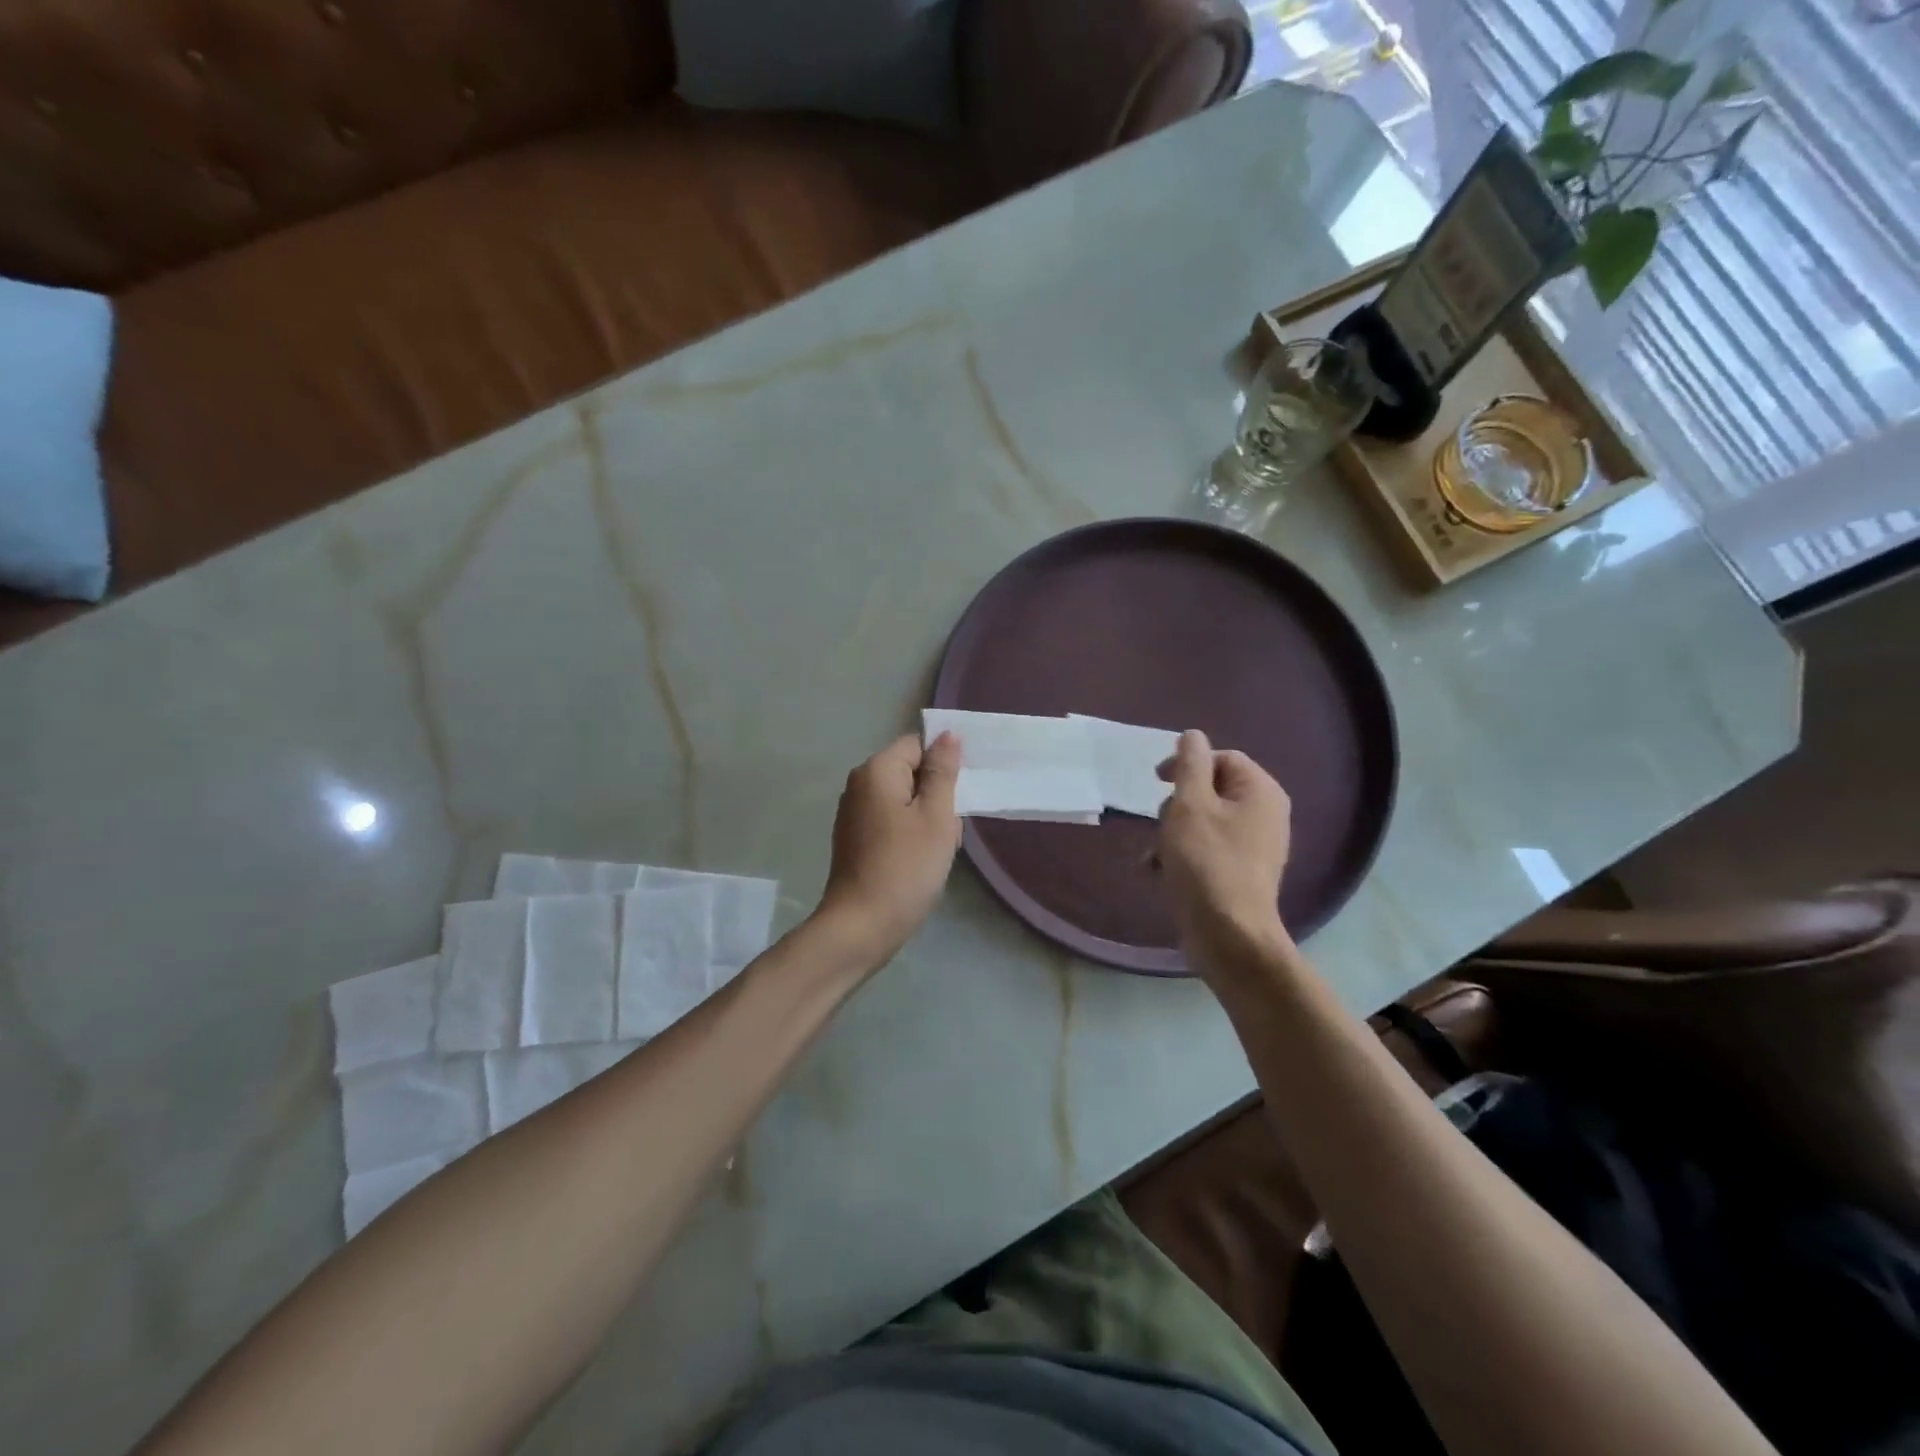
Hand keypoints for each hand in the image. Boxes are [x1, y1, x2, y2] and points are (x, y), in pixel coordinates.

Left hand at [815, 732, 962, 967]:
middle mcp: (859, 784)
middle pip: (910, 772)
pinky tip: (919, 862)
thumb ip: (943, 772)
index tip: (959, 795)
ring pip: (904, 800)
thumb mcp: (936, 816)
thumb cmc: (905, 867)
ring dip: (926, 819)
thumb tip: (947, 736)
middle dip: (936, 796)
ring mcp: (853, 813)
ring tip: (937, 850)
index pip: (917, 745)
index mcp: (876, 770)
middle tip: (949, 828)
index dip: (942, 765)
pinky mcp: (855, 839)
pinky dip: (909, 835)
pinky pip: (891, 822)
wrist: (862, 926)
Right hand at [1156, 730, 1292, 947]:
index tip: (1156, 781)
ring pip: (1204, 822)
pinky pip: (1207, 850)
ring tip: (1155, 854)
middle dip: (1177, 804)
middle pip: (1211, 790)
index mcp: (1260, 791)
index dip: (1187, 764)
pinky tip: (1158, 872)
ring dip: (1172, 833)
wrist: (1228, 935)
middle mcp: (1265, 814)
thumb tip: (1193, 735)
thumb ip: (1189, 765)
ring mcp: (1255, 847)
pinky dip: (1182, 856)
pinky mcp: (1240, 874)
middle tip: (1160, 822)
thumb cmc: (1206, 862)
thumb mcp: (1189, 805)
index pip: (1222, 758)